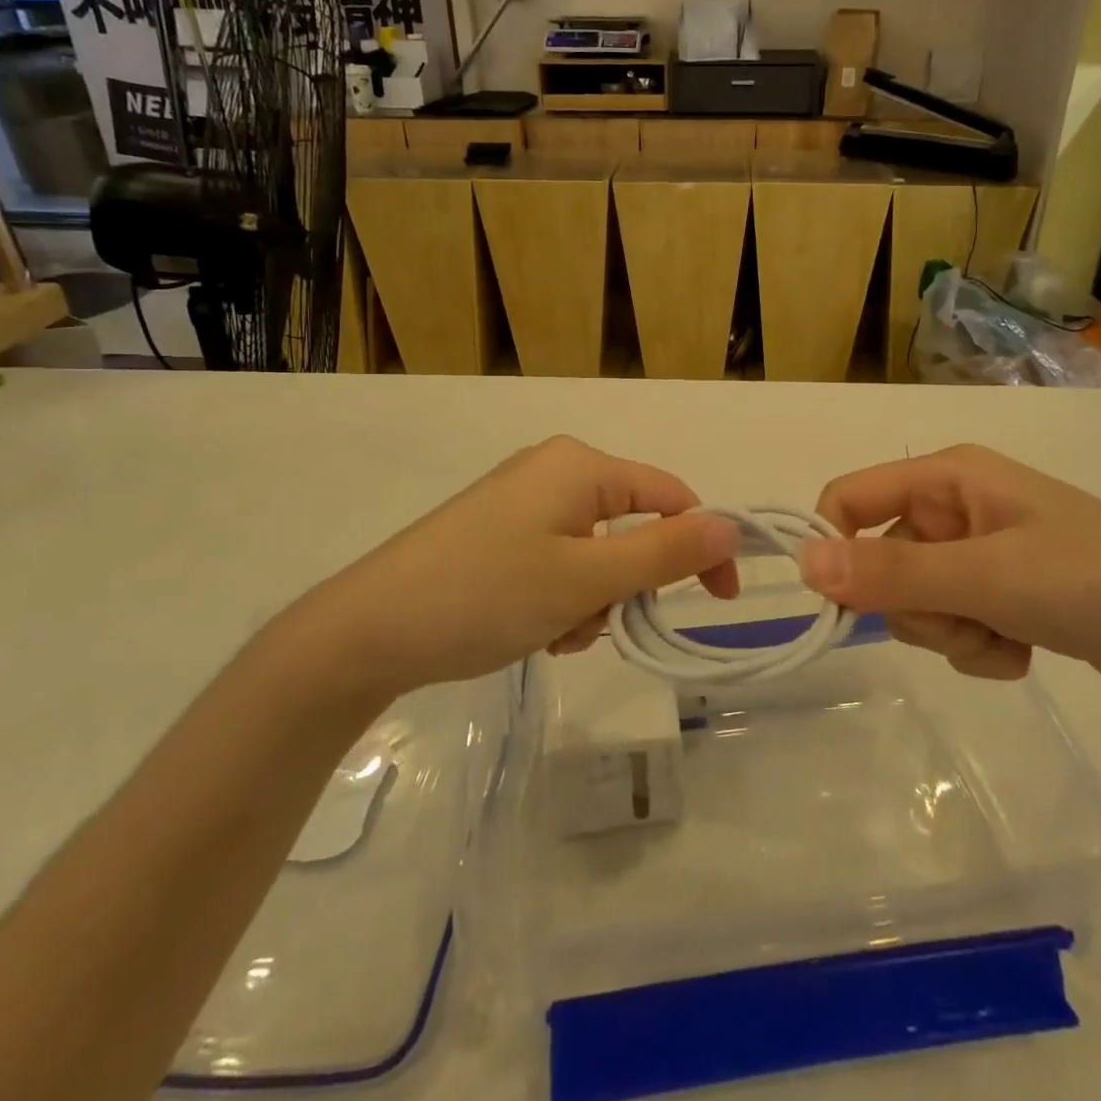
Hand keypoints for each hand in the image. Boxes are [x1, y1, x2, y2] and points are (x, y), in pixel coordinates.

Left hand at [284, 436, 739, 696]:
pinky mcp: (498, 532)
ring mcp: (522, 501)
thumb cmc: (488, 594)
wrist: (370, 630)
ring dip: (591, 600)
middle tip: (595, 623)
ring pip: (595, 553)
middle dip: (626, 585)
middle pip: (630, 527)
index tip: (719, 601)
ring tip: (554, 634)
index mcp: (580, 465)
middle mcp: (554, 471)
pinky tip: (532, 631)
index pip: (671, 496)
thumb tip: (730, 526)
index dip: (703, 545)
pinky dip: (560, 598)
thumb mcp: (587, 579)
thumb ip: (666, 553)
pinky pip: (557, 560)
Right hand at [798, 444, 1100, 693]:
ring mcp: (977, 550)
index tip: (843, 602)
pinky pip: (951, 623)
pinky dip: (976, 646)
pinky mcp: (999, 591)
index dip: (834, 546)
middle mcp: (954, 506)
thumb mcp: (987, 577)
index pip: (849, 498)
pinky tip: (1023, 650)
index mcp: (946, 476)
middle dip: (916, 606)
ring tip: (1005, 635)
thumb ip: (892, 573)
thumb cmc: (1093, 581)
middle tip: (969, 619)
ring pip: (914, 601)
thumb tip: (803, 564)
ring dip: (950, 632)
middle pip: (880, 560)